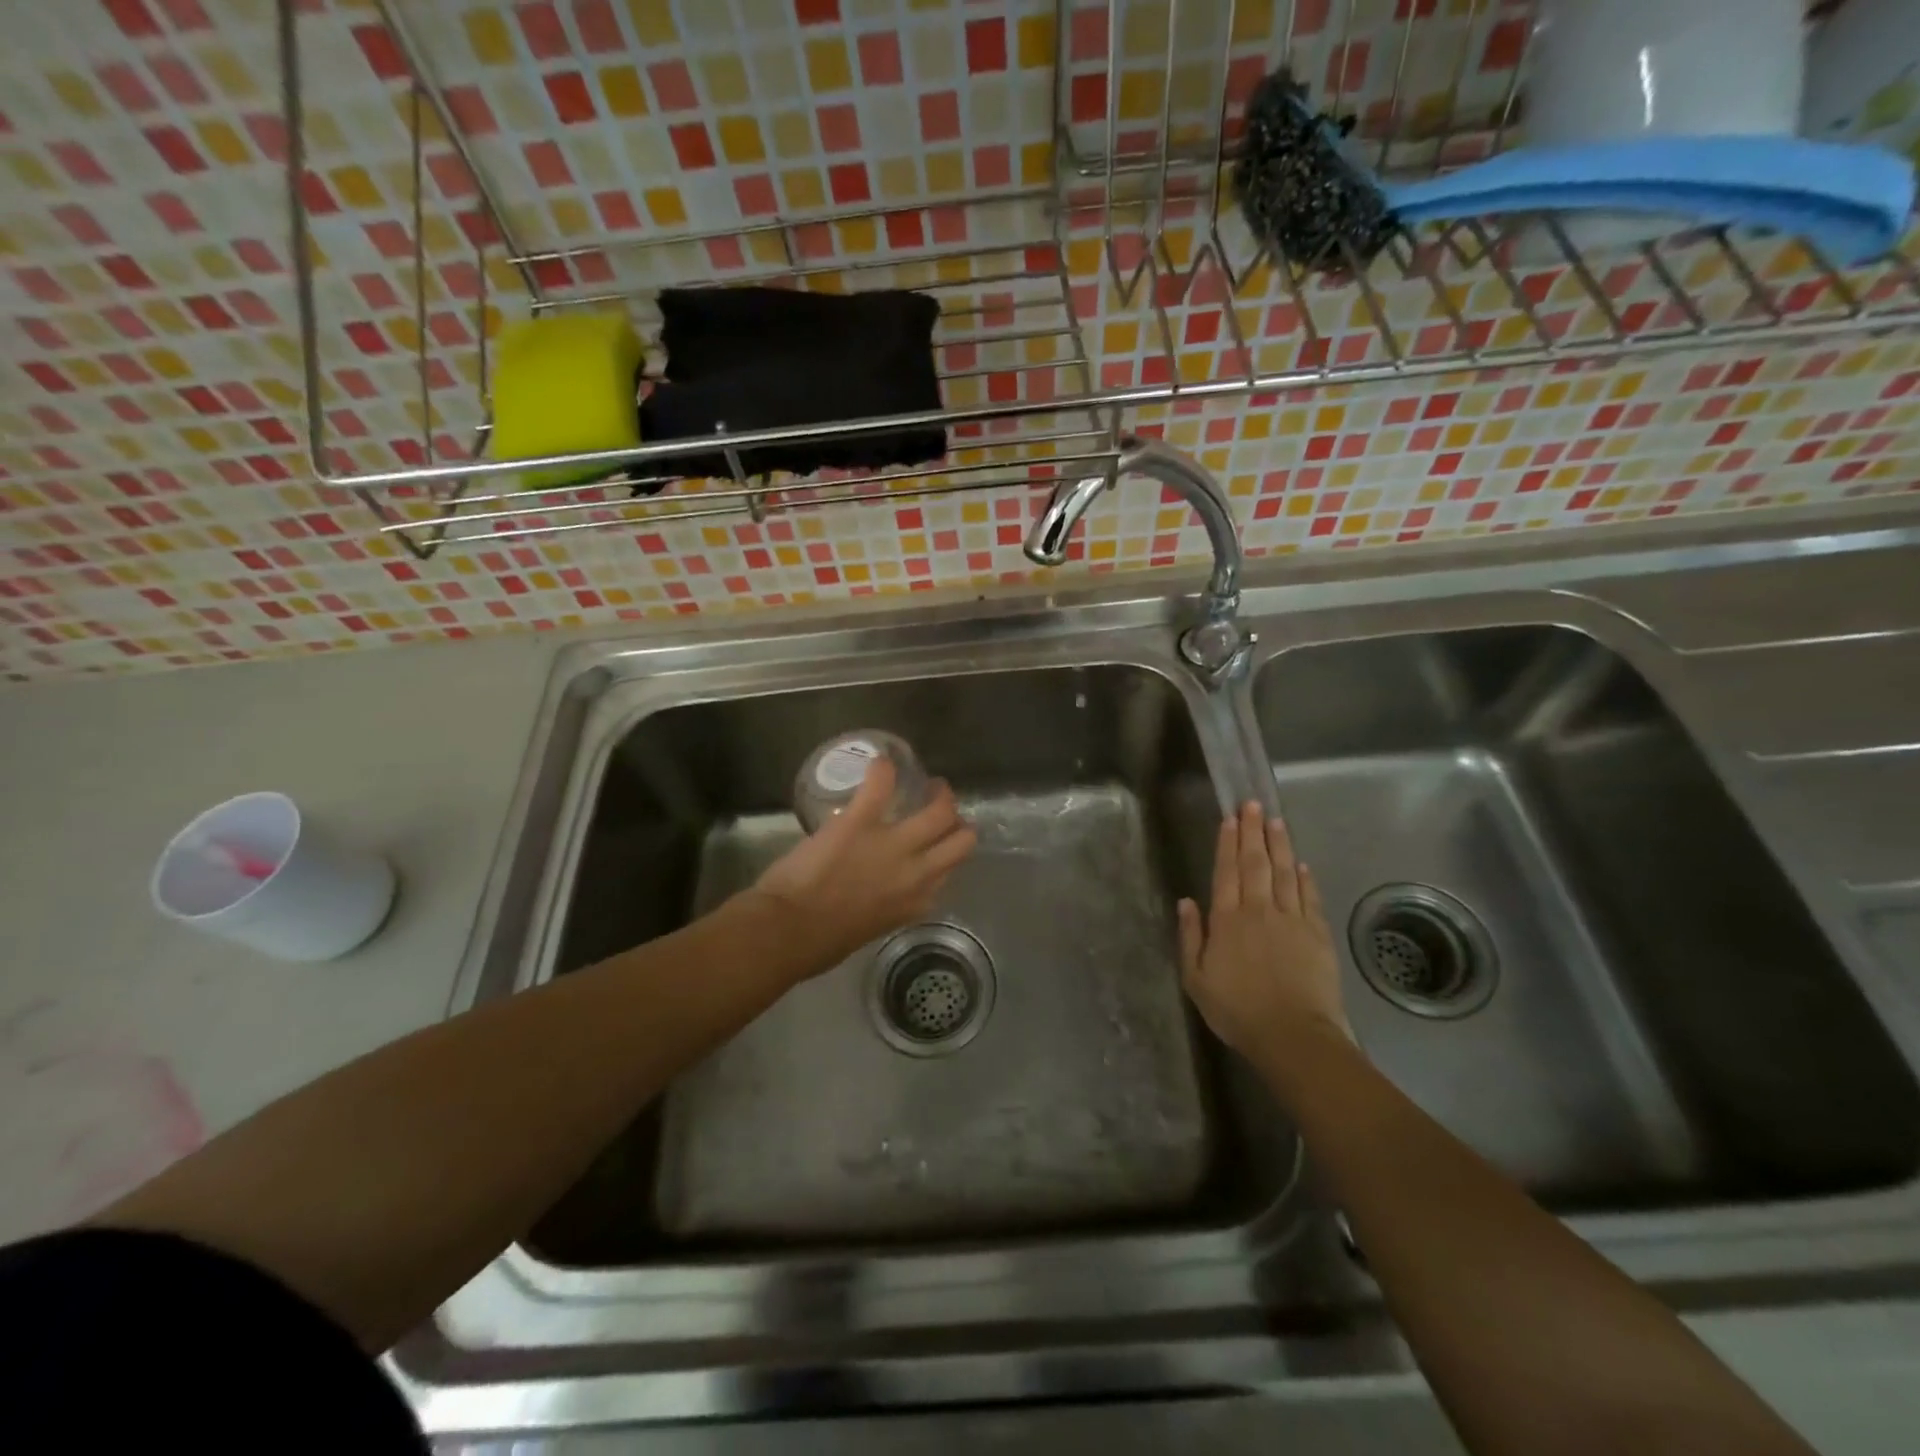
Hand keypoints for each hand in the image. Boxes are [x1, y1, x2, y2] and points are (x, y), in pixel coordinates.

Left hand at [746, 757, 976, 974]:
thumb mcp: (871, 927)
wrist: (788, 930)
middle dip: (954, 820)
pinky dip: (882, 769)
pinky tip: (881, 763)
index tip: (936, 843)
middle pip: (961, 839)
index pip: (949, 870)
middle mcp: (916, 872)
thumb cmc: (821, 942)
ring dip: (939, 793)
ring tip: (929, 784)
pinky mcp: (861, 820)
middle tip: (940, 807)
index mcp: (915, 901)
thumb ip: (888, 905)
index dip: (945, 852)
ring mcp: (893, 843)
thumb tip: (880, 891)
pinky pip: (882, 783)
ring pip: (941, 811)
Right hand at [1177, 802, 1351, 1061]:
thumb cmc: (1237, 1010)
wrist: (1293, 1035)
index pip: (1226, 871)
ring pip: (1284, 873)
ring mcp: (1292, 920)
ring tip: (1276, 821)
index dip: (1227, 843)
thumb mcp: (1196, 979)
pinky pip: (1310, 897)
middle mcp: (1259, 910)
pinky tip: (1302, 864)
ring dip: (1280, 845)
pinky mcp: (1318, 934)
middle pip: (1255, 863)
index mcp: (1227, 920)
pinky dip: (1305, 878)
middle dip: (1252, 832)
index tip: (1230, 818)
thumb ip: (1191, 937)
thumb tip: (1187, 901)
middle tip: (1252, 804)